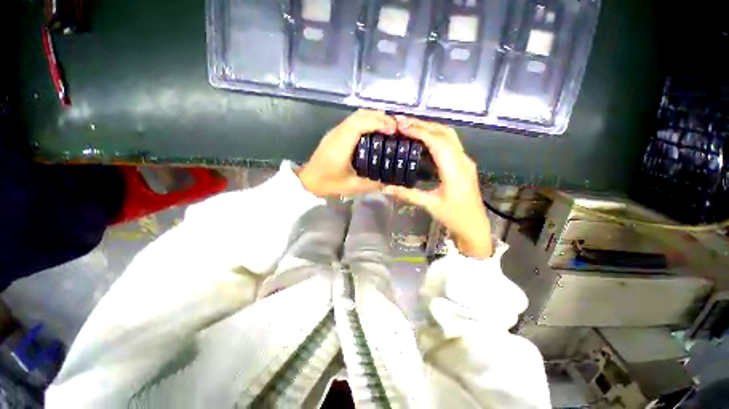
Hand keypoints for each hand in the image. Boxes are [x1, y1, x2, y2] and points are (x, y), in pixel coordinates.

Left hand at [298, 109, 396, 196]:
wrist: (308, 182)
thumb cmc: (328, 184)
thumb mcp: (353, 186)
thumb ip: (373, 183)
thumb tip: (390, 179)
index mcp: (341, 144)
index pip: (360, 123)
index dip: (379, 122)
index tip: (394, 129)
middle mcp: (338, 133)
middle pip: (360, 114)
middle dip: (380, 117)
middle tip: (395, 128)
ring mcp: (335, 132)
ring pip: (357, 116)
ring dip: (374, 118)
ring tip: (388, 128)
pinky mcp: (335, 134)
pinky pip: (354, 122)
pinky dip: (367, 122)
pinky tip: (375, 132)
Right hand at [383, 116, 492, 258]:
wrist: (474, 226)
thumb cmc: (454, 217)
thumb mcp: (429, 205)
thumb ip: (407, 194)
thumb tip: (385, 188)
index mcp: (455, 170)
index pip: (437, 142)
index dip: (419, 131)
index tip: (401, 126)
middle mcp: (462, 160)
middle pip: (444, 133)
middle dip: (423, 124)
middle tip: (402, 121)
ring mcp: (464, 161)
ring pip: (448, 136)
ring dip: (430, 128)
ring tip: (410, 127)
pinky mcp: (463, 164)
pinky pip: (449, 144)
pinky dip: (435, 137)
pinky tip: (422, 140)